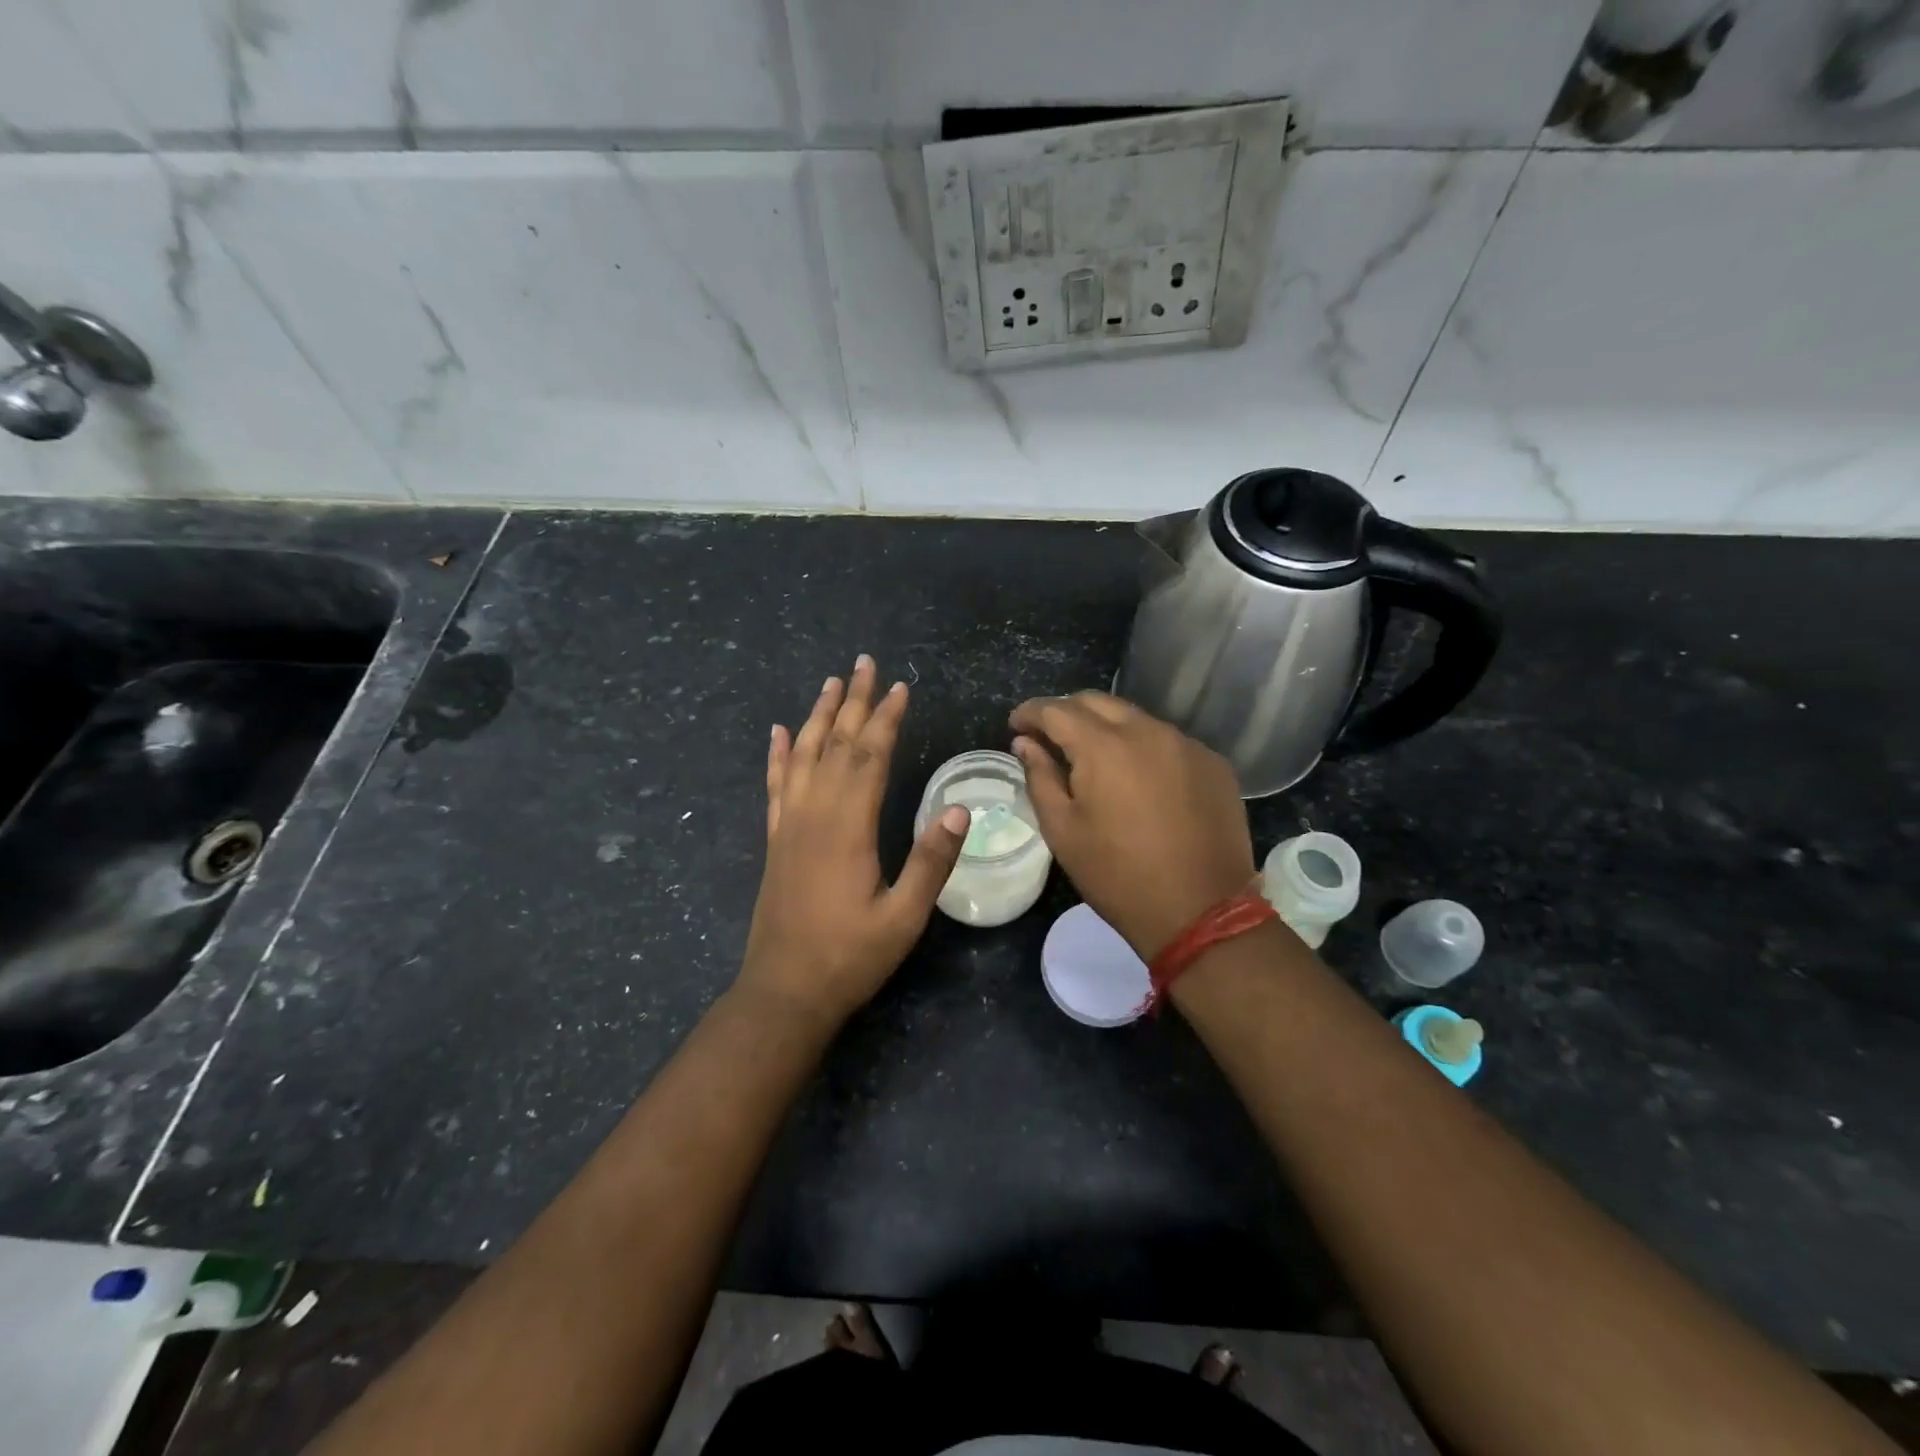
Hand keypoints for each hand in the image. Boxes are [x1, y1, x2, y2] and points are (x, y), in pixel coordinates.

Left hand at [739, 655, 969, 1028]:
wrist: (784, 991)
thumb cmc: (850, 957)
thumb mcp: (903, 917)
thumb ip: (930, 862)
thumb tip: (958, 808)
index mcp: (848, 827)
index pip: (869, 757)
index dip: (885, 718)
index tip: (899, 687)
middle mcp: (814, 814)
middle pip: (836, 744)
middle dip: (854, 702)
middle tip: (864, 663)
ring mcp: (789, 825)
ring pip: (804, 755)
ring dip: (818, 716)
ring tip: (830, 683)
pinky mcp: (776, 841)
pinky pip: (775, 786)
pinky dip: (778, 755)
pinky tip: (779, 732)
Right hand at [1009, 692, 1254, 959]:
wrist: (1201, 911)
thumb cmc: (1118, 875)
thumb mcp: (1063, 831)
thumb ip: (1040, 777)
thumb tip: (1026, 743)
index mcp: (1104, 747)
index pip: (1057, 709)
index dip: (1030, 712)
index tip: (1016, 724)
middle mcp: (1148, 731)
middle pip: (1098, 702)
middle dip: (1067, 711)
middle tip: (1050, 736)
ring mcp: (1186, 745)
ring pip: (1136, 719)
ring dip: (1108, 728)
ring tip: (1094, 757)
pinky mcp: (1213, 764)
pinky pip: (1168, 742)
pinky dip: (1144, 748)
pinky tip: (1140, 778)